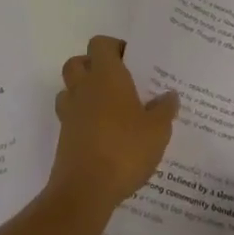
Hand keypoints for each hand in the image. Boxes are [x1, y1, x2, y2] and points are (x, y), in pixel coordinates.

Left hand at [50, 36, 176, 213]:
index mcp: (106, 76)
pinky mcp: (64, 138)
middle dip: (94, 67)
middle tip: (119, 82)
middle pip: (78, 62)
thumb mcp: (157, 130)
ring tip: (110, 108)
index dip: (114, 47)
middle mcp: (83, 88)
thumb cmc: (124, 149)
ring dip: (85, 92)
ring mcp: (70, 113)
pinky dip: (83, 119)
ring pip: (70, 89)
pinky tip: (104, 135)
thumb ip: (165, 109)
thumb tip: (169, 95)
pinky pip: (71, 117)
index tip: (133, 61)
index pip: (100, 44)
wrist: (85, 191)